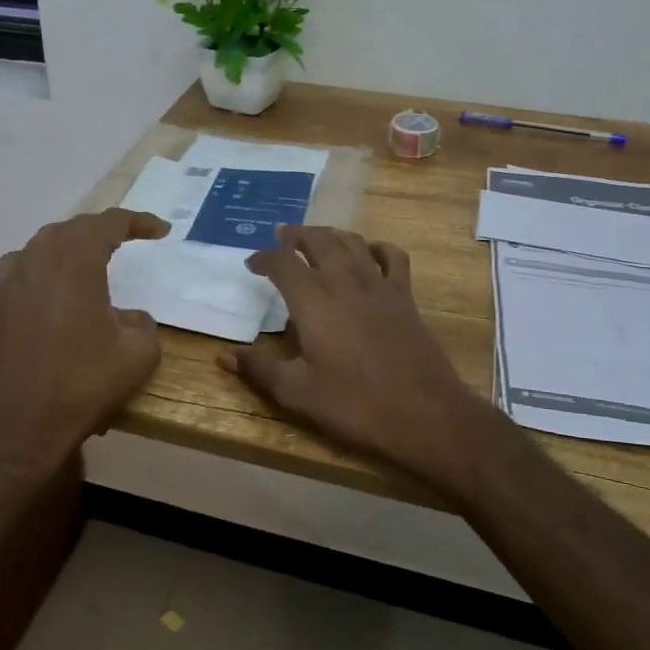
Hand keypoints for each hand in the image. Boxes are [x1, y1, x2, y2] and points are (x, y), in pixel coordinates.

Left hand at [0, 209, 169, 458]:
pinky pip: (23, 266)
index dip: (138, 221)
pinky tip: (53, 284)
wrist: (22, 422)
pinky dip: (45, 265)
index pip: (109, 223)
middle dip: (104, 229)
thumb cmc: (84, 382)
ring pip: (44, 244)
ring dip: (71, 244)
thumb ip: (142, 322)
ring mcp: (10, 280)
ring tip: (92, 256)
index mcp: (76, 261)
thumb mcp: (139, 353)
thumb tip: (128, 317)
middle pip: (74, 228)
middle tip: (129, 237)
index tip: (161, 231)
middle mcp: (38, 259)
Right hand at [218, 226, 499, 497]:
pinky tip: (369, 254)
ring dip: (331, 235)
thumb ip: (260, 369)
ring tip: (317, 239)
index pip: (283, 262)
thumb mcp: (297, 392)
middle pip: (319, 240)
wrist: (425, 414)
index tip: (251, 264)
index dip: (264, 257)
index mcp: (314, 300)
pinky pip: (392, 257)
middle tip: (281, 236)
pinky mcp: (405, 297)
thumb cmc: (355, 404)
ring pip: (353, 242)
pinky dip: (376, 247)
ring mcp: (380, 286)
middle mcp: (345, 281)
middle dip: (296, 235)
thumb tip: (225, 356)